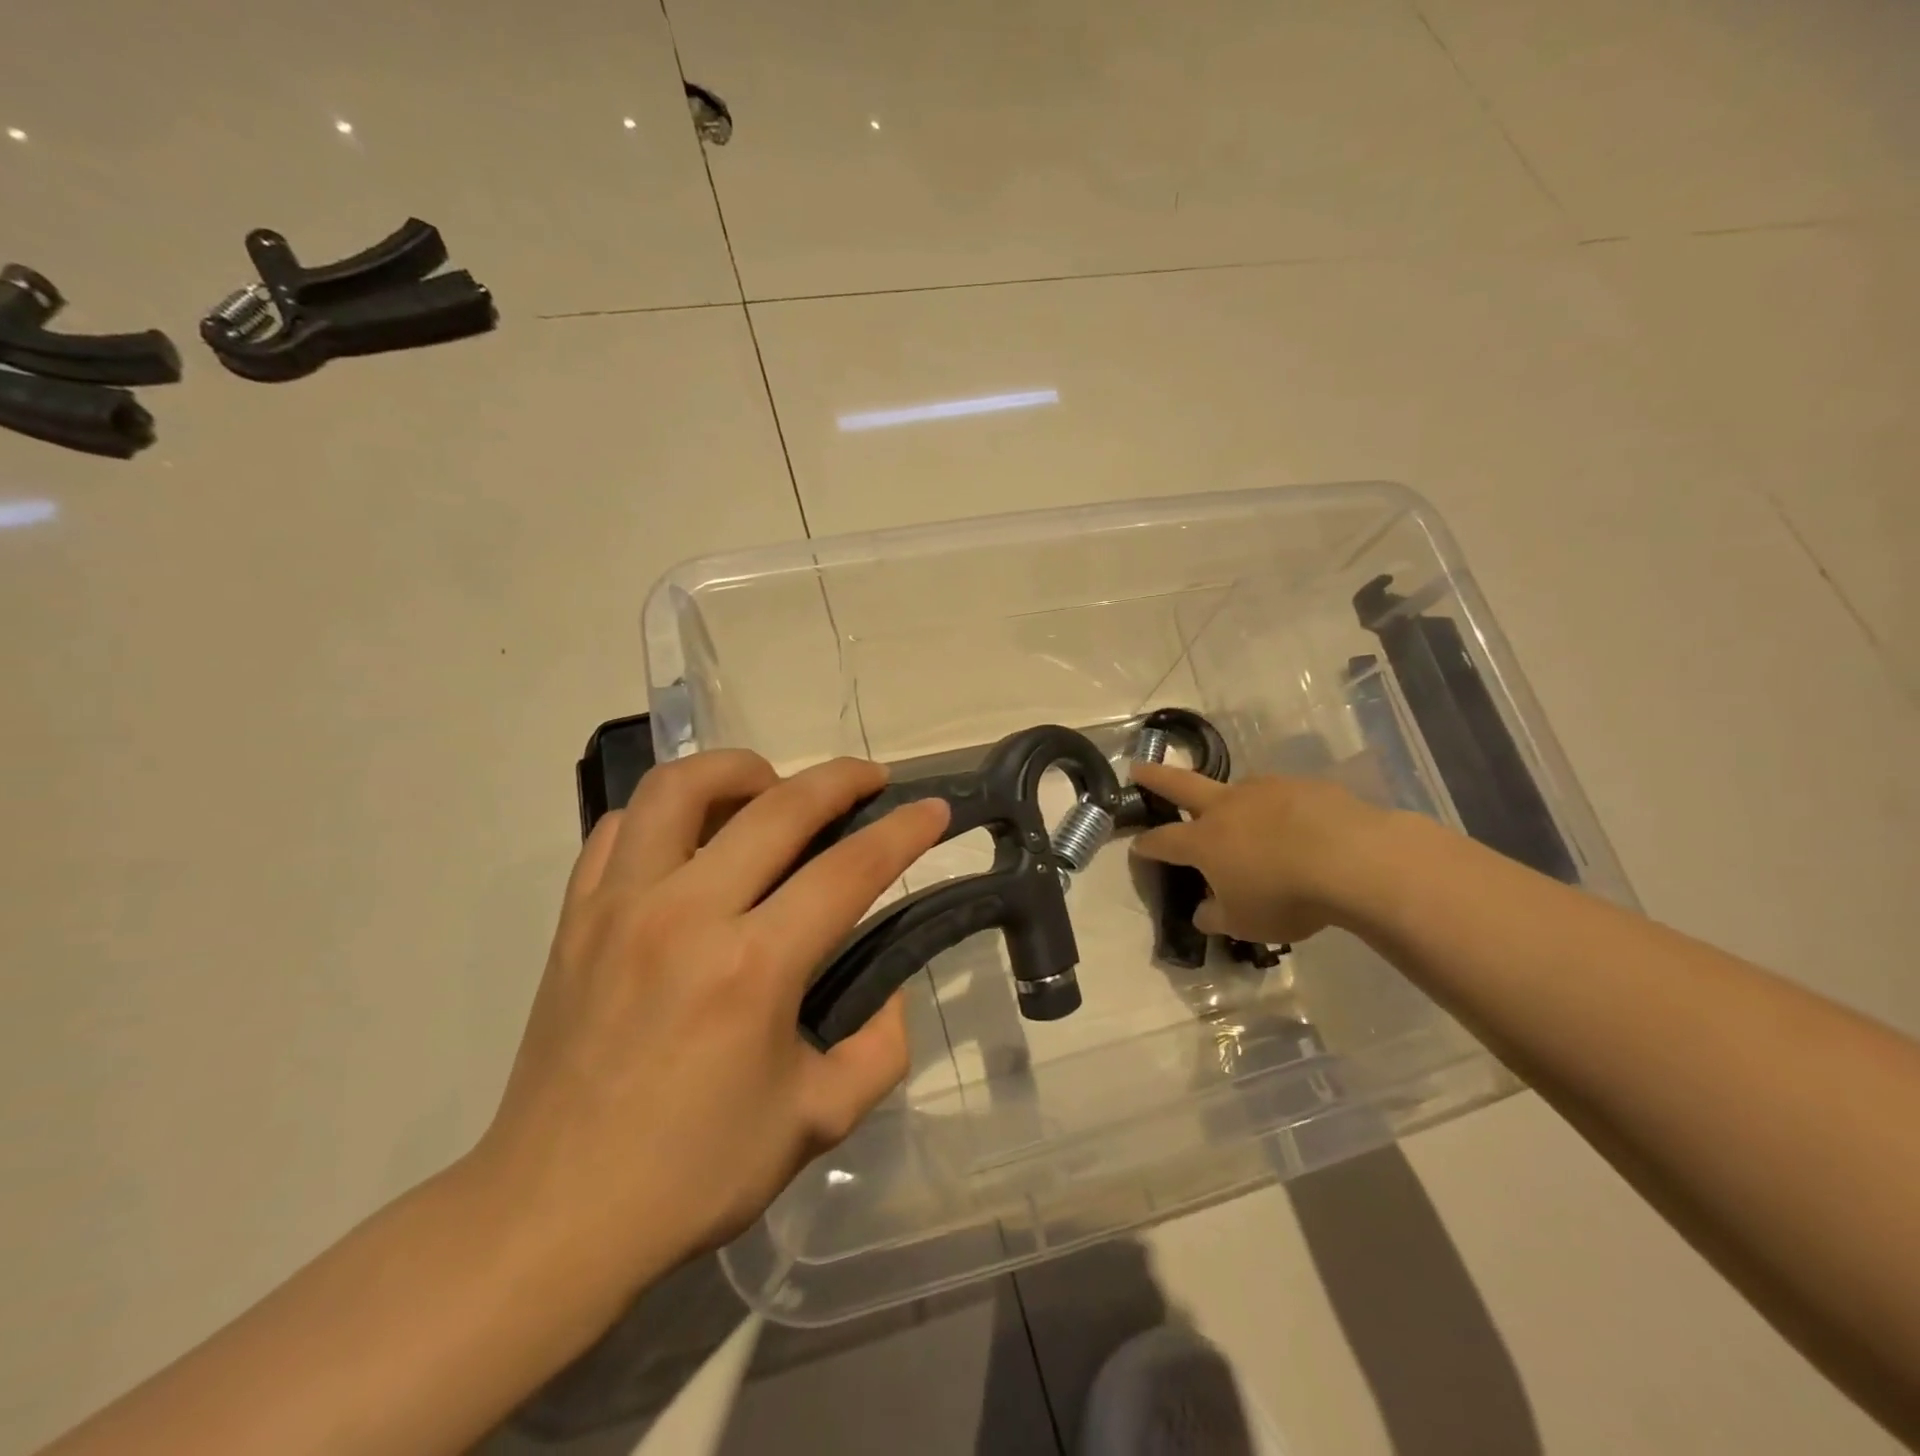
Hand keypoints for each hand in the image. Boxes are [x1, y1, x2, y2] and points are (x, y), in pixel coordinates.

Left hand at [472, 751, 949, 1300]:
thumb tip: (888, 991)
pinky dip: (667, 813)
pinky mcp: (575, 916)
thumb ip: (879, 1048)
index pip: (850, 870)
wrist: (550, 1216)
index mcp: (754, 968)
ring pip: (681, 787)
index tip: (934, 809)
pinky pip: (622, 827)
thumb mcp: (817, 1121)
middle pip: (779, 806)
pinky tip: (693, 838)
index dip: (904, 832)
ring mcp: (621, 906)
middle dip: (841, 778)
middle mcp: (687, 915)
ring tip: (772, 789)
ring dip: (740, 770)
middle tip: (871, 779)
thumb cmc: (691, 1174)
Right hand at [1129, 763, 1393, 944]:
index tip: (1137, 847)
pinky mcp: (1303, 786)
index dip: (1146, 845)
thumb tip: (1203, 912)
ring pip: (1237, 789)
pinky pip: (1282, 796)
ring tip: (1242, 815)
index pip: (1162, 841)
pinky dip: (1279, 809)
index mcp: (1204, 841)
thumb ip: (1217, 916)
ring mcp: (1265, 790)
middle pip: (1180, 785)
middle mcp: (1227, 807)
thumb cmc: (1288, 897)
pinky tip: (1297, 825)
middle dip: (1155, 778)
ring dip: (1230, 799)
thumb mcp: (1245, 923)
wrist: (1355, 860)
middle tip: (1137, 768)